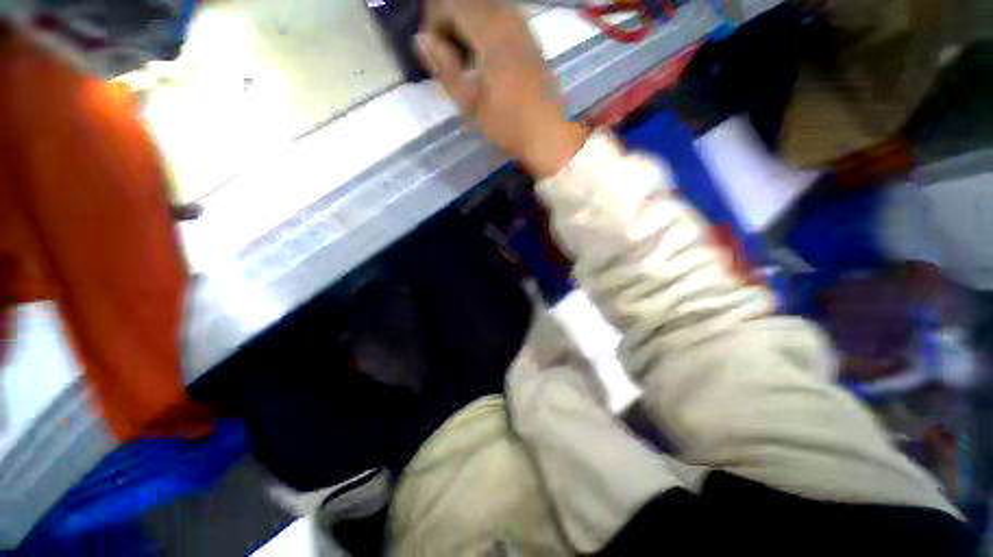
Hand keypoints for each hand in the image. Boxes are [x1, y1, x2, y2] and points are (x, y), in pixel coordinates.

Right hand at [415, 0, 588, 177]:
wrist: (547, 135)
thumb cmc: (507, 124)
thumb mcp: (470, 102)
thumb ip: (444, 67)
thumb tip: (421, 39)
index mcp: (491, 32)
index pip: (451, 3)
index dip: (433, 21)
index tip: (430, 49)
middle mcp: (509, 19)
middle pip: (469, 1)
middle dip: (450, 21)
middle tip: (445, 54)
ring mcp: (524, 28)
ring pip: (487, 8)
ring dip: (468, 25)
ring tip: (463, 58)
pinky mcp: (532, 40)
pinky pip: (503, 19)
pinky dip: (486, 30)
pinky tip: (485, 58)